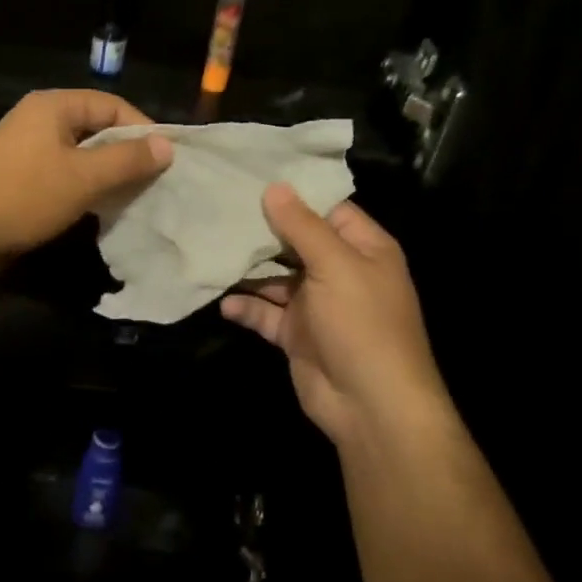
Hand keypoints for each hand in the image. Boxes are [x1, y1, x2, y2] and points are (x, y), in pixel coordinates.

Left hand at [0, 90, 172, 266]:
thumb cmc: (26, 197)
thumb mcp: (85, 178)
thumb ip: (128, 160)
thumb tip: (166, 146)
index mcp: (52, 105)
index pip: (112, 105)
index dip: (142, 130)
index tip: (165, 160)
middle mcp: (37, 117)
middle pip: (95, 126)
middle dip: (125, 152)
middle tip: (152, 180)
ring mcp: (24, 145)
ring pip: (79, 150)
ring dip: (105, 171)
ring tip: (130, 194)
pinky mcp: (17, 171)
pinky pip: (61, 168)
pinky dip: (83, 182)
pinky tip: (97, 205)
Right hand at [222, 184, 448, 449]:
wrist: (371, 406)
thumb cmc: (362, 324)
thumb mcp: (335, 266)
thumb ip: (302, 226)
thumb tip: (274, 186)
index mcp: (363, 249)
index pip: (328, 208)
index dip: (294, 194)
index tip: (252, 175)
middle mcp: (340, 272)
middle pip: (296, 241)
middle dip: (262, 229)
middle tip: (218, 206)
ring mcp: (316, 305)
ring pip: (276, 277)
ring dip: (248, 269)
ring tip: (210, 249)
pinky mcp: (296, 334)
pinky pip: (266, 313)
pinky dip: (246, 306)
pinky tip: (223, 301)